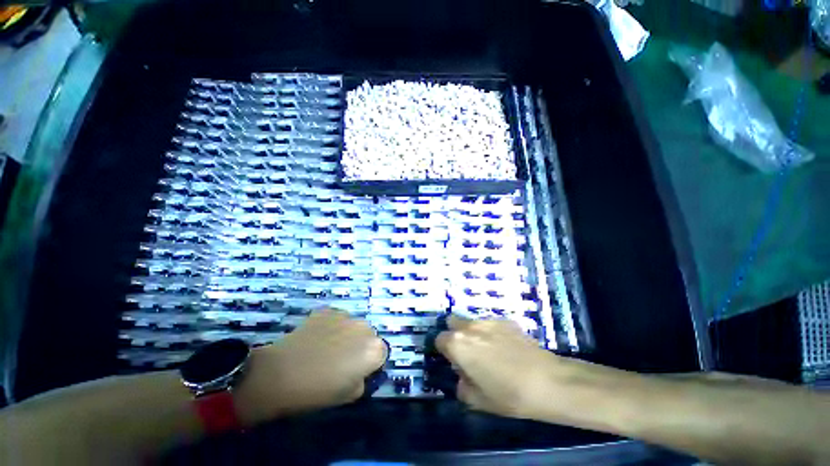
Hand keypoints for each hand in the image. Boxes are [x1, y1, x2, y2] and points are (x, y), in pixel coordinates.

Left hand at [235, 309, 386, 424]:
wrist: (280, 374)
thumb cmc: (317, 391)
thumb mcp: (349, 395)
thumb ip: (362, 379)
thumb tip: (360, 370)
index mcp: (373, 349)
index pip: (382, 352)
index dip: (371, 362)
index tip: (358, 370)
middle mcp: (365, 328)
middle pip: (369, 335)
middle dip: (360, 345)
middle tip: (341, 359)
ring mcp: (346, 316)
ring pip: (353, 325)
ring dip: (346, 334)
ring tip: (326, 347)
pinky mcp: (329, 310)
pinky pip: (337, 318)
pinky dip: (331, 326)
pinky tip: (316, 337)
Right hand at [436, 316, 567, 419]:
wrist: (547, 382)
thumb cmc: (507, 394)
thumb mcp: (478, 400)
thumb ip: (462, 386)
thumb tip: (463, 377)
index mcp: (458, 344)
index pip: (439, 339)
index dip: (444, 351)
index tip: (454, 362)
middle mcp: (470, 327)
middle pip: (452, 321)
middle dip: (455, 333)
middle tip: (467, 351)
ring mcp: (489, 321)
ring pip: (472, 321)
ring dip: (474, 333)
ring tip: (490, 351)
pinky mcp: (507, 321)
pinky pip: (492, 324)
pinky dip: (493, 333)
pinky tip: (508, 348)